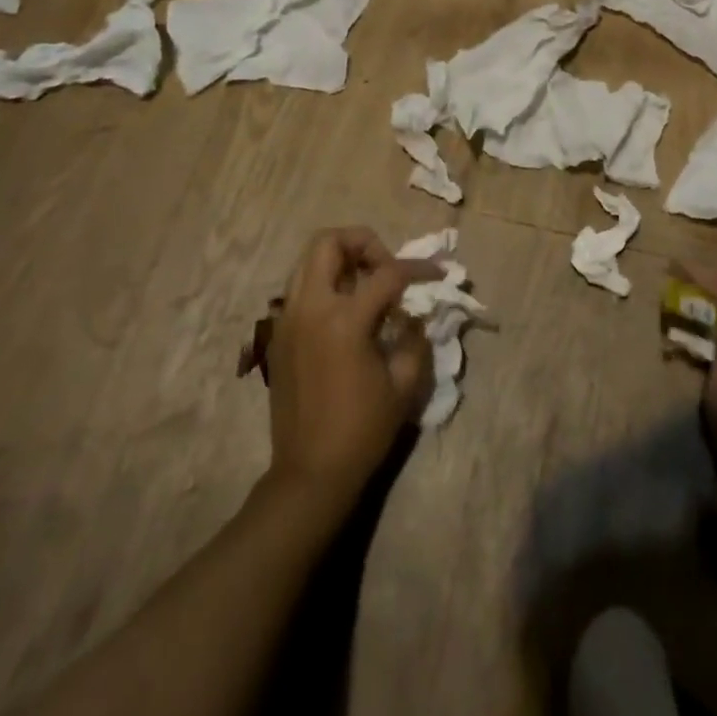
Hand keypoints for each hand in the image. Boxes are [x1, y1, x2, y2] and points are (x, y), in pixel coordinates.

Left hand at [265, 228, 434, 514]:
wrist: (310, 473)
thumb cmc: (362, 431)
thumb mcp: (404, 384)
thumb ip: (414, 337)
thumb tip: (411, 313)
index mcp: (344, 320)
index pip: (387, 273)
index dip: (418, 268)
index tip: (438, 274)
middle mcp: (310, 308)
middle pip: (329, 242)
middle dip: (363, 242)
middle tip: (385, 268)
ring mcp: (288, 319)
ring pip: (308, 260)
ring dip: (341, 259)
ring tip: (367, 285)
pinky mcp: (278, 334)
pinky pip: (300, 287)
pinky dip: (325, 283)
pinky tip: (346, 312)